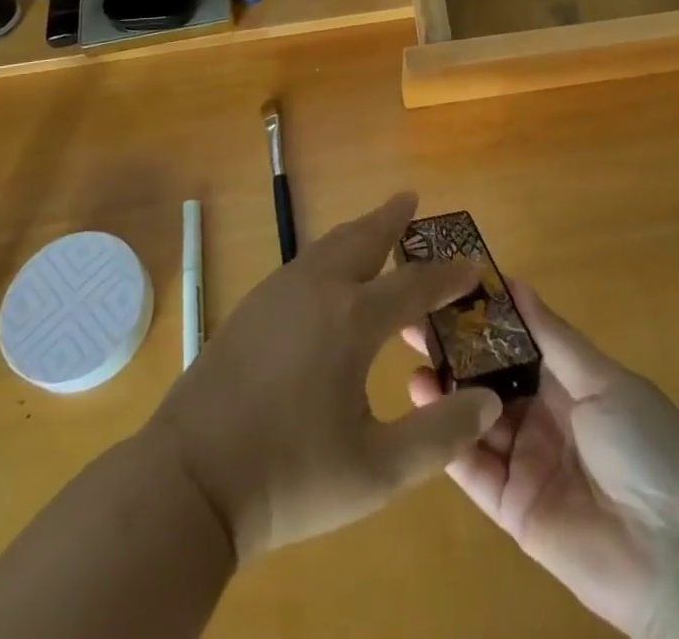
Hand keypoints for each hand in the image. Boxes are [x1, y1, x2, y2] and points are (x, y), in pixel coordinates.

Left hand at [154, 192, 502, 561]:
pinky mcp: (252, 305)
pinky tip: (329, 273)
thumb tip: (489, 401)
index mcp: (352, 319)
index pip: (414, 285)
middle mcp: (318, 289)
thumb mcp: (376, 471)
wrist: (189, 479)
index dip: (448, 275)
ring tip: (377, 224)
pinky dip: (331, 251)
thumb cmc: (288, 477)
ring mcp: (279, 292)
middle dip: (392, 218)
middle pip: (364, 238)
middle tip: (411, 199)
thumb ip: (439, 436)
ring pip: (329, 244)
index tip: (474, 263)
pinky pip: (305, 261)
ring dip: (359, 231)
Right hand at [405, 282, 678, 637]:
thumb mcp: (603, 381)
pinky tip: (422, 401)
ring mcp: (527, 461)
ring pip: (476, 416)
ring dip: (445, 388)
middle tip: (413, 317)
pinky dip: (447, 435)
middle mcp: (544, 415)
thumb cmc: (648, 449)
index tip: (447, 283)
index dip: (484, 314)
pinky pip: (474, 466)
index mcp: (571, 381)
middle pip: (490, 375)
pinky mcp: (512, 507)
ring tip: (413, 356)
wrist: (678, 559)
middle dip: (455, 347)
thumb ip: (553, 337)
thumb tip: (513, 282)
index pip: (517, 338)